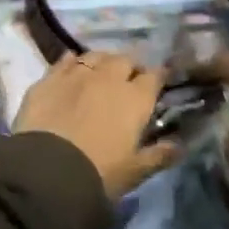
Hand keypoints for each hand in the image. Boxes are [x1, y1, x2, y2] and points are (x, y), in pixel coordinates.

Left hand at [13, 51, 174, 199]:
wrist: (48, 168)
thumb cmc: (99, 172)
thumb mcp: (135, 171)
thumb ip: (159, 155)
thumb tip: (179, 145)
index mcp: (135, 98)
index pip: (154, 76)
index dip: (157, 78)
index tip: (158, 84)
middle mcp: (108, 78)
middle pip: (124, 59)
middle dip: (129, 67)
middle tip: (128, 82)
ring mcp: (76, 74)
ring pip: (95, 55)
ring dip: (102, 62)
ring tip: (100, 74)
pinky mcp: (49, 77)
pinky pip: (65, 60)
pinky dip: (72, 62)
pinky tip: (72, 69)